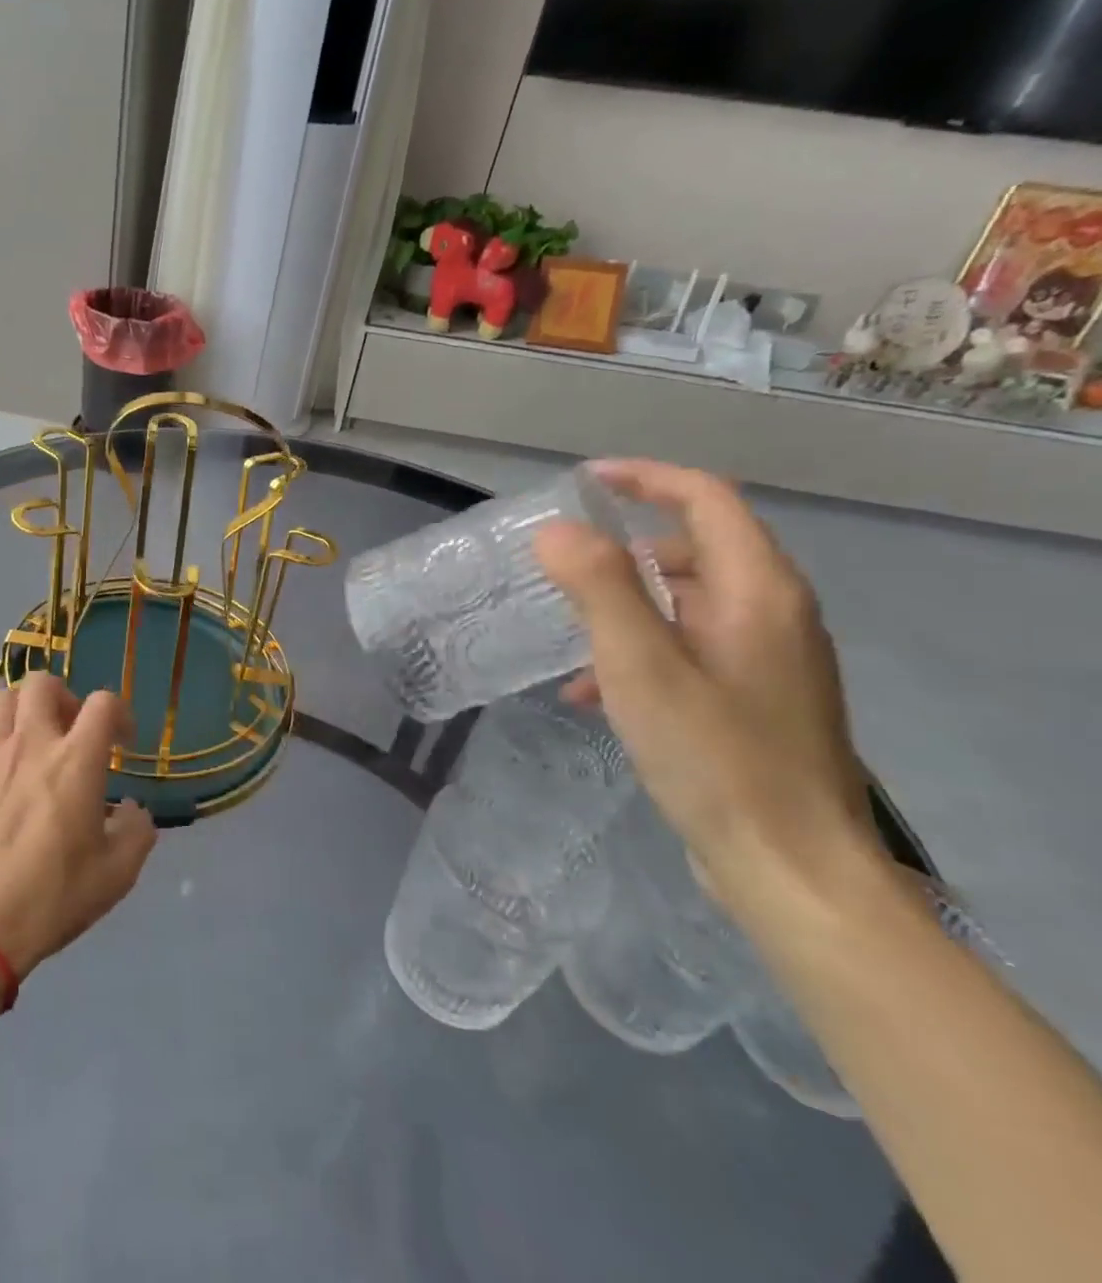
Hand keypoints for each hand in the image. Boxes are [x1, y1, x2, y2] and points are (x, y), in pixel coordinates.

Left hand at [0, 674, 156, 977]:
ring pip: (2, 700)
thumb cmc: (51, 897)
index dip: (120, 713)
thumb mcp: (116, 875)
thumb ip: (136, 832)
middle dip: (65, 697)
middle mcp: (31, 744)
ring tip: (37, 744)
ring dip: (24, 711)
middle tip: (74, 732)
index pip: (103, 703)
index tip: (123, 743)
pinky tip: (4, 781)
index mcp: (75, 760)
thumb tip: (132, 811)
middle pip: (42, 683)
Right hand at [534, 460, 879, 903]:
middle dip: (624, 551)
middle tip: (562, 567)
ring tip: (567, 635)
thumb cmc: (714, 757)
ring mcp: (766, 660)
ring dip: (624, 606)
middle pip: (696, 549)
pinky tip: (591, 694)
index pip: (706, 499)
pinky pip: (688, 648)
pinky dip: (639, 651)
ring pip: (686, 603)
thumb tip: (557, 530)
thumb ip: (600, 588)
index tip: (584, 482)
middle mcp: (773, 614)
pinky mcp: (752, 699)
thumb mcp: (641, 666)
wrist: (789, 868)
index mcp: (758, 592)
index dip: (646, 479)